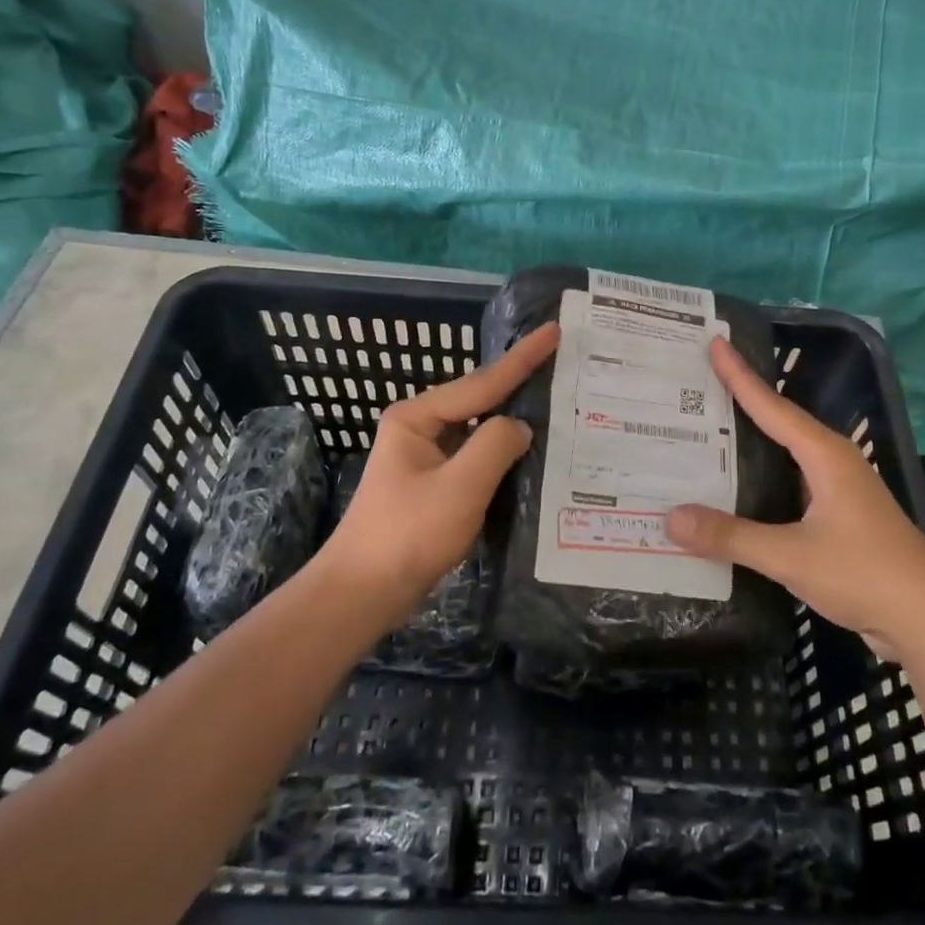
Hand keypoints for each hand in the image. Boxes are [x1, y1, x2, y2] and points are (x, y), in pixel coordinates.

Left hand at [320, 322, 559, 619]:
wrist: (362, 594)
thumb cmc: (408, 535)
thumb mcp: (459, 487)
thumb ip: (495, 446)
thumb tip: (519, 426)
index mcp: (417, 417)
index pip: (481, 382)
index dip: (522, 358)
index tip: (553, 331)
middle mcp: (420, 428)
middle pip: (479, 400)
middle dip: (519, 384)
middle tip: (562, 363)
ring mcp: (425, 457)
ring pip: (478, 430)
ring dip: (512, 420)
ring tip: (555, 402)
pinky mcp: (433, 485)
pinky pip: (475, 458)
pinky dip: (502, 454)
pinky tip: (529, 453)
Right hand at [666, 336, 924, 652]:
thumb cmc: (865, 573)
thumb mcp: (791, 556)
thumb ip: (731, 536)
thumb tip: (670, 518)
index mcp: (825, 456)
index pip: (772, 406)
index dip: (740, 375)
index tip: (716, 342)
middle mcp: (833, 463)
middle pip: (779, 422)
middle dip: (742, 400)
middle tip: (700, 382)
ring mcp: (839, 491)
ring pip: (786, 455)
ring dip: (752, 441)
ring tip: (709, 430)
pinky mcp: (840, 518)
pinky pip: (791, 484)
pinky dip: (762, 478)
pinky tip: (738, 490)